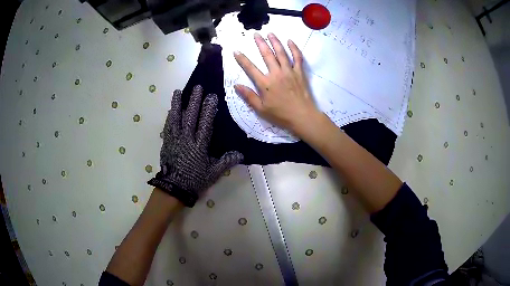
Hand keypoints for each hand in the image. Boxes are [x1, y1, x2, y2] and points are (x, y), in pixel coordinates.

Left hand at [148, 85, 243, 206]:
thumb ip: (226, 161)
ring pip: (176, 119)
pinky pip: (168, 127)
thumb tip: (241, 154)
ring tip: (177, 92)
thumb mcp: (213, 173)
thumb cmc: (194, 180)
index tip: (211, 97)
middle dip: (194, 101)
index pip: (205, 123)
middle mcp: (186, 139)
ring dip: (177, 105)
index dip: (208, 109)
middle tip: (197, 88)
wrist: (174, 188)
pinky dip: (169, 117)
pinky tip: (170, 110)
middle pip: (190, 117)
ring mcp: (175, 140)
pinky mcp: (167, 143)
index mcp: (199, 145)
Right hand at [233, 33, 320, 136]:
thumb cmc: (281, 115)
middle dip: (260, 43)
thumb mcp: (261, 109)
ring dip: (275, 42)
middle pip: (267, 55)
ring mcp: (289, 71)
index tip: (236, 51)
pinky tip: (290, 41)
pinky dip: (294, 48)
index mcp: (265, 84)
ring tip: (270, 33)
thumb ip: (248, 96)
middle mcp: (276, 74)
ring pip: (281, 53)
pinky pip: (297, 58)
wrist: (302, 116)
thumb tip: (236, 86)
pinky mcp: (299, 73)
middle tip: (256, 34)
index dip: (242, 59)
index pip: (250, 68)